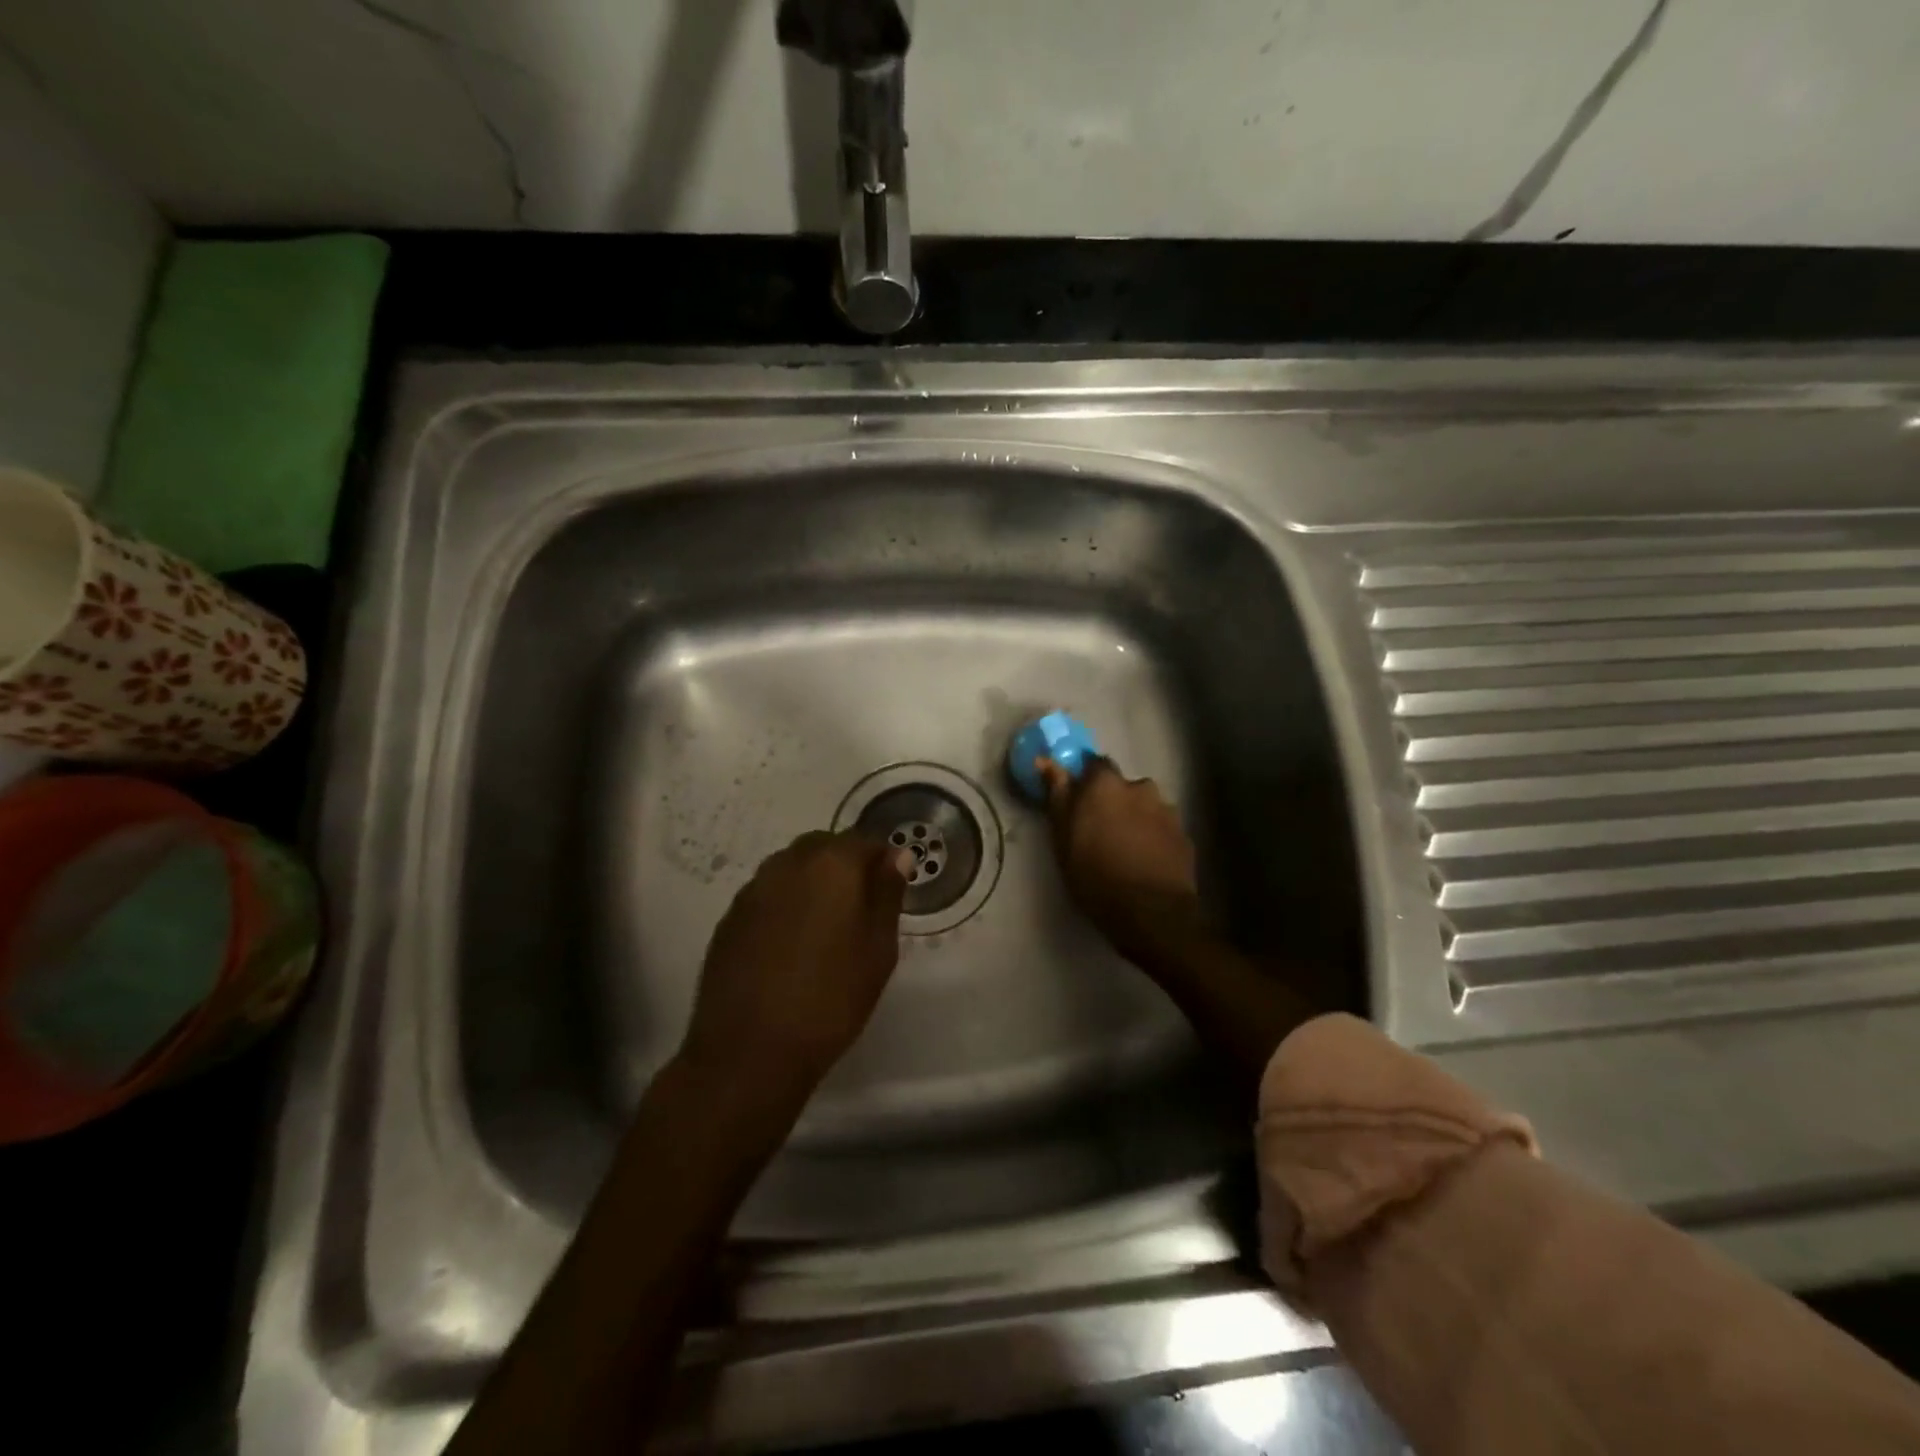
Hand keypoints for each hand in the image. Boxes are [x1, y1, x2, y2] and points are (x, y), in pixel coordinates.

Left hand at [680, 830, 911, 1106]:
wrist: (749, 1052)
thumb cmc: (830, 999)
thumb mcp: (878, 949)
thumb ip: (887, 894)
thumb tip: (896, 856)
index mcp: (830, 864)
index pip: (864, 841)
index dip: (882, 862)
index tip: (891, 892)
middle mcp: (786, 864)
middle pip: (823, 847)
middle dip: (845, 866)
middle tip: (860, 910)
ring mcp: (752, 890)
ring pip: (790, 869)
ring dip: (812, 883)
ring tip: (824, 929)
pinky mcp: (729, 919)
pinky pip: (766, 896)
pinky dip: (784, 906)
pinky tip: (790, 946)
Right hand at [1039, 756, 1204, 959]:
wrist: (1152, 913)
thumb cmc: (1096, 875)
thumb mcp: (1063, 839)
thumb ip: (1058, 796)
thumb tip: (1046, 761)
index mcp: (1106, 785)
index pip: (1094, 764)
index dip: (1085, 781)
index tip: (1077, 802)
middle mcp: (1140, 787)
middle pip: (1122, 786)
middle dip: (1112, 801)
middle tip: (1100, 831)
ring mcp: (1167, 810)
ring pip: (1144, 806)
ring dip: (1134, 818)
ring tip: (1125, 849)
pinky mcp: (1184, 834)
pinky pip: (1161, 827)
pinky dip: (1152, 836)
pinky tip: (1145, 860)